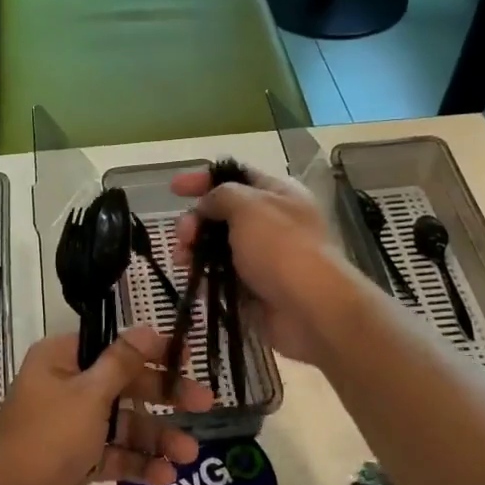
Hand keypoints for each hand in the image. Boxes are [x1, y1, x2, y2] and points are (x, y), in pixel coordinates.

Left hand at [0, 327, 211, 484]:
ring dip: (155, 437)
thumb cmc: (46, 437)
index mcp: (63, 359)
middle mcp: (68, 386)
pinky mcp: (77, 458)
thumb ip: (122, 363)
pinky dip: (136, 463)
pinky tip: (165, 477)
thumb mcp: (88, 396)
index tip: (188, 356)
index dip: (153, 350)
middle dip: (164, 398)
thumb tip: (146, 328)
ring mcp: (73, 424)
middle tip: (206, 404)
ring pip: (123, 424)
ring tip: (189, 455)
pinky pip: (113, 453)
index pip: (115, 346)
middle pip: (125, 385)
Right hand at [171, 165, 365, 366]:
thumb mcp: (248, 206)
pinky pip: (222, 277)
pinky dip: (205, 277)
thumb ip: (220, 195)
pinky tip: (194, 281)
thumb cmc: (281, 247)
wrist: (310, 308)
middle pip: (222, 213)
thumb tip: (206, 205)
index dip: (203, 178)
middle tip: (183, 236)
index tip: (174, 188)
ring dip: (194, 250)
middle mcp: (271, 222)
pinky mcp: (254, 289)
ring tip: (183, 262)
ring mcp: (263, 258)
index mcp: (277, 194)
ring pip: (217, 247)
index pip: (235, 176)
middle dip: (195, 221)